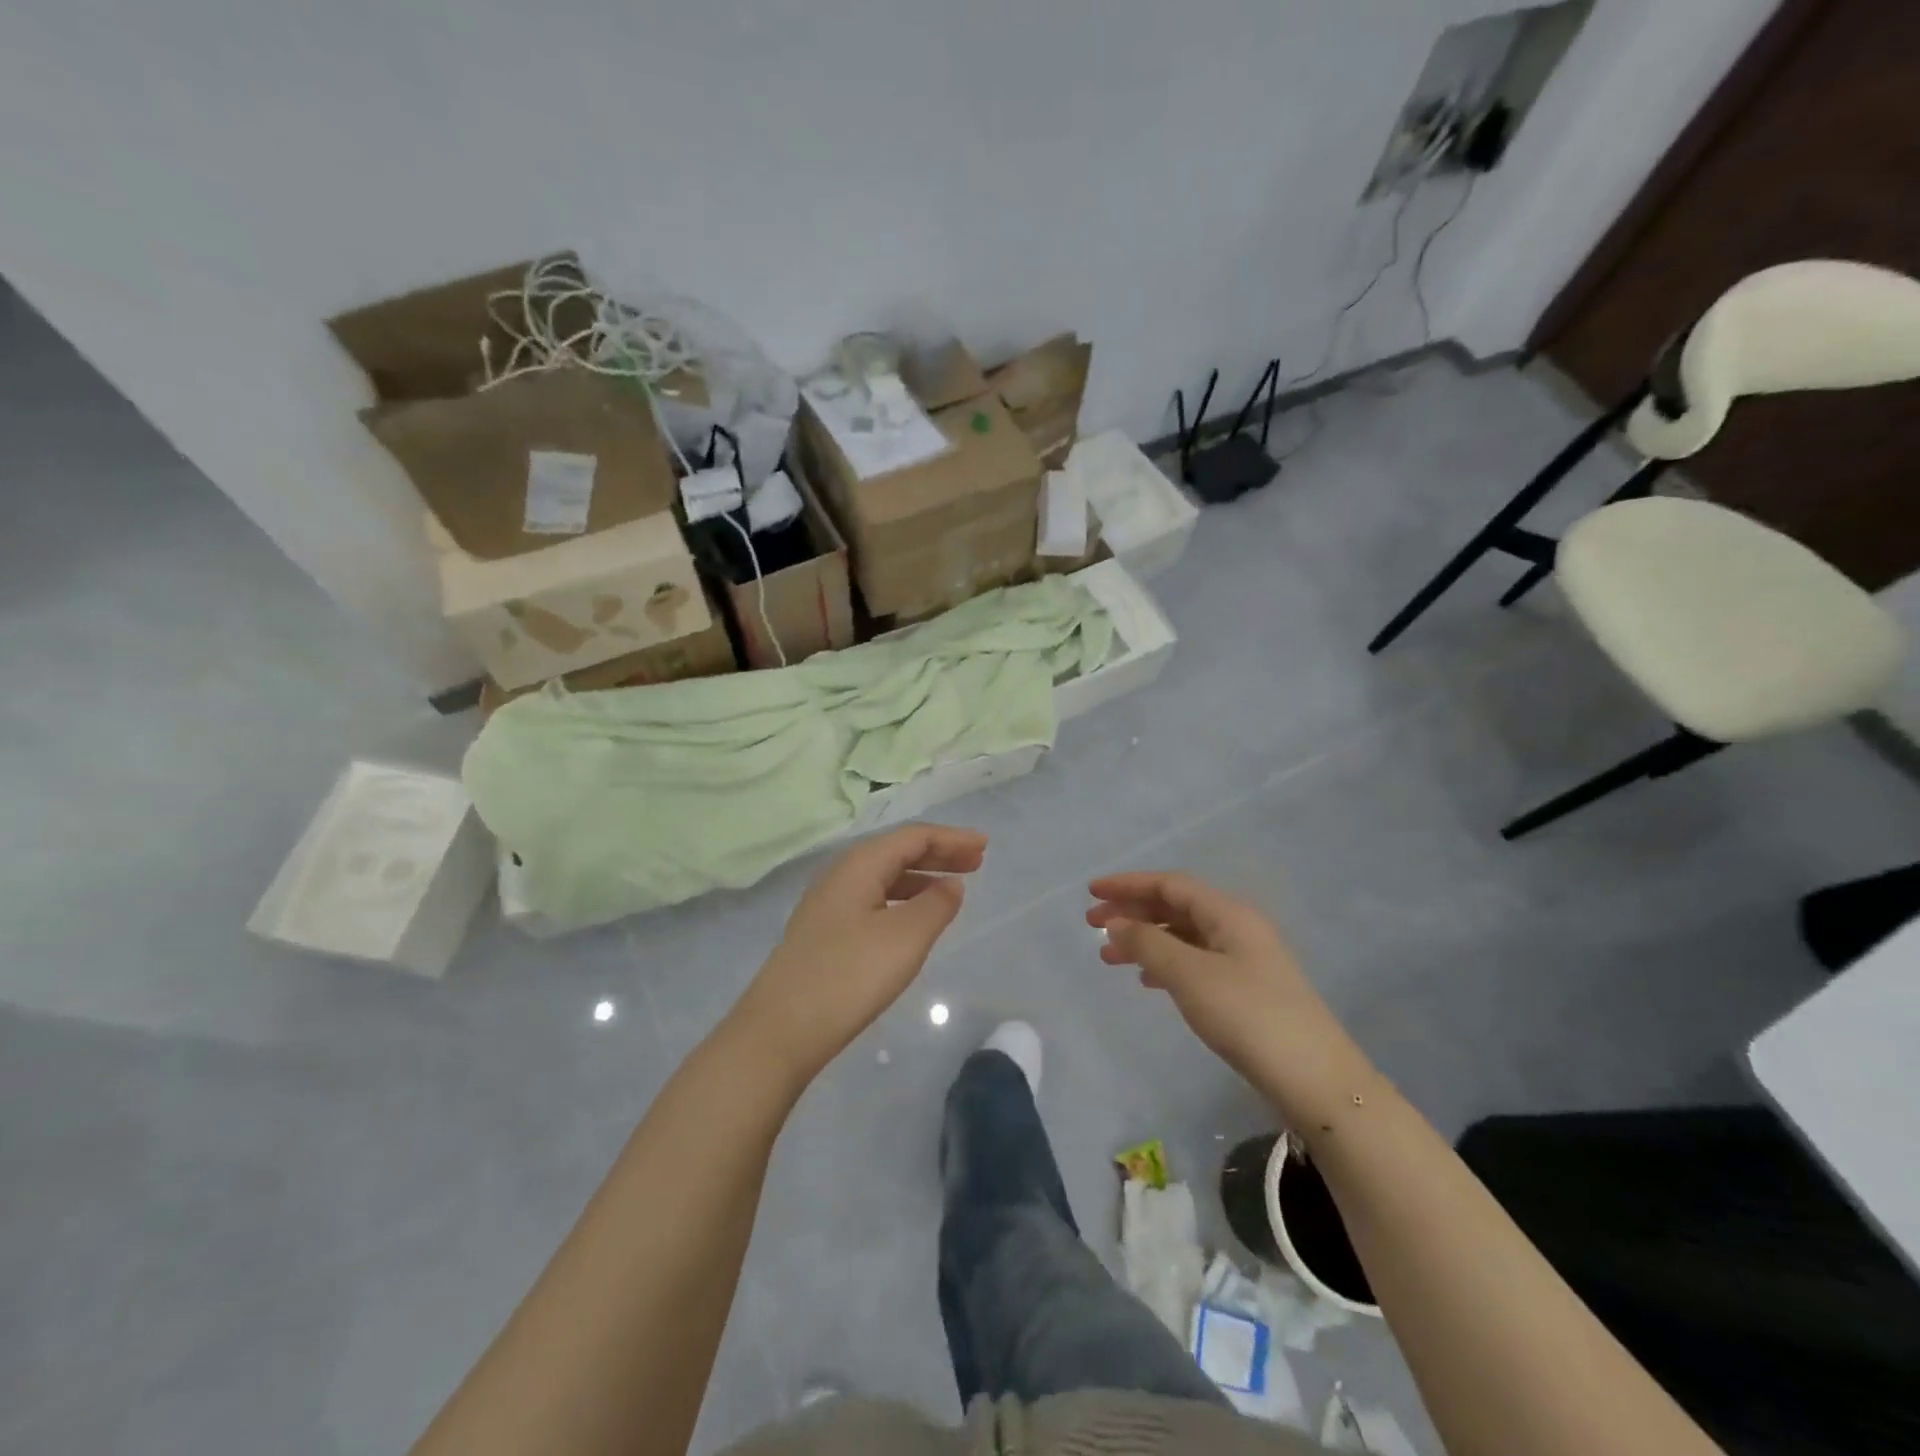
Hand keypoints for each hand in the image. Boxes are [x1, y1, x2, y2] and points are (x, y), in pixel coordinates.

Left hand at [732, 824, 986, 1084]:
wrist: (780, 1029)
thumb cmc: (849, 976)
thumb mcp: (905, 938)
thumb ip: (936, 906)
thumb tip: (951, 885)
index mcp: (859, 864)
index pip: (913, 837)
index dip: (951, 838)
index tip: (984, 846)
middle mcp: (841, 875)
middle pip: (896, 851)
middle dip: (938, 853)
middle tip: (976, 862)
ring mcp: (828, 904)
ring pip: (883, 877)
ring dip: (921, 877)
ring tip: (952, 888)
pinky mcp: (824, 932)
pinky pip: (873, 899)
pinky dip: (902, 899)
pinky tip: (913, 919)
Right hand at [1088, 872, 1374, 1128]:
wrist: (1314, 1080)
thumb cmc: (1247, 1016)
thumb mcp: (1190, 975)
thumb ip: (1148, 944)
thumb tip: (1116, 923)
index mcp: (1228, 913)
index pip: (1170, 884)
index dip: (1128, 884)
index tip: (1091, 892)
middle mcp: (1236, 928)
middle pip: (1175, 906)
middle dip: (1132, 912)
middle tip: (1092, 926)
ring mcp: (1244, 960)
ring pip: (1183, 936)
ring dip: (1145, 940)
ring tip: (1109, 957)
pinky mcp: (1246, 990)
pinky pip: (1194, 962)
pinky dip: (1165, 964)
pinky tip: (1147, 981)